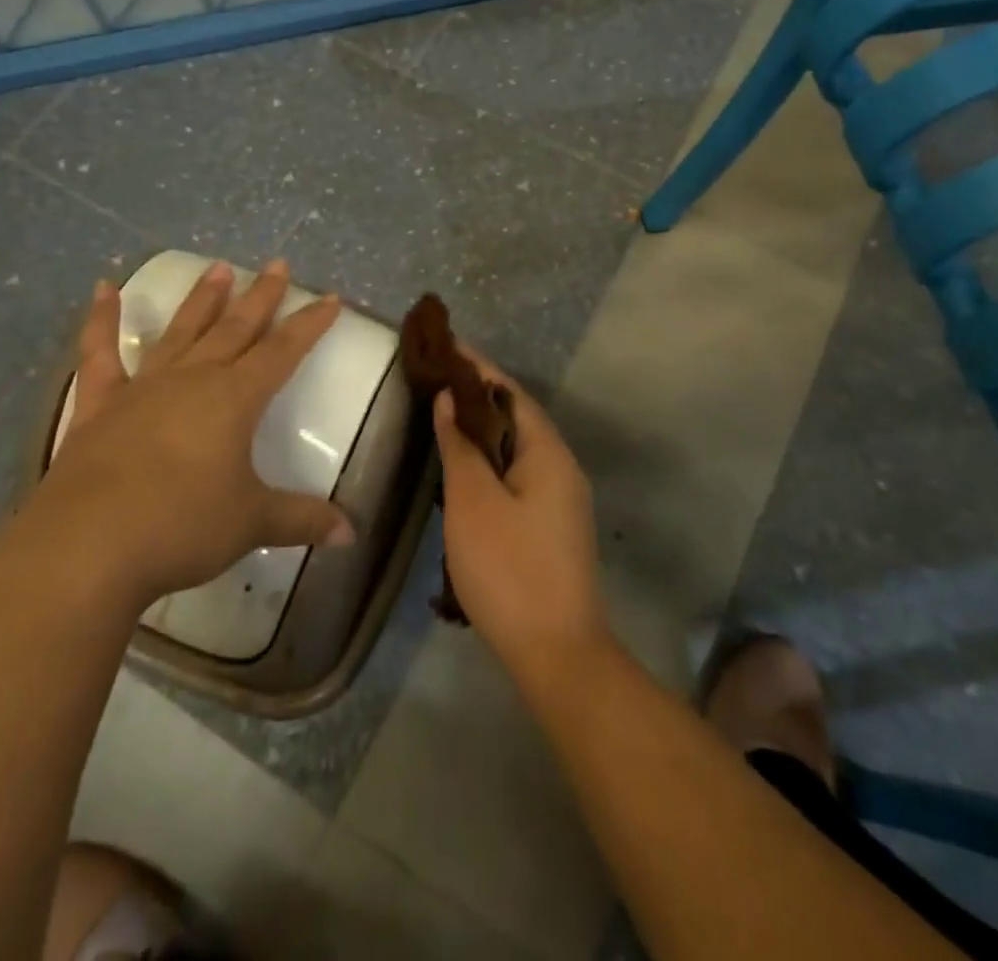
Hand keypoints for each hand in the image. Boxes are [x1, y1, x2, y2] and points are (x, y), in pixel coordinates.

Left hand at [29, 258, 354, 606]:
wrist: (85, 549)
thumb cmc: (181, 527)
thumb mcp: (251, 524)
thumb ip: (302, 519)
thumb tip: (351, 533)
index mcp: (235, 399)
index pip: (283, 351)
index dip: (309, 324)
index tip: (329, 297)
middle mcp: (193, 380)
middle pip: (235, 328)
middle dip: (261, 296)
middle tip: (277, 264)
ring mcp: (143, 389)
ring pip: (181, 332)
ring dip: (201, 299)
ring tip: (218, 267)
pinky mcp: (98, 407)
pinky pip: (100, 355)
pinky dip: (101, 320)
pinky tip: (102, 288)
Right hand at [436, 353, 607, 676]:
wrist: (557, 652)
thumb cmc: (509, 568)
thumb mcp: (472, 501)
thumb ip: (459, 445)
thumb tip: (448, 399)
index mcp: (548, 452)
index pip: (509, 391)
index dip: (477, 366)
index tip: (445, 345)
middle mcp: (562, 467)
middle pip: (516, 416)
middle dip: (477, 394)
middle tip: (436, 378)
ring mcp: (561, 498)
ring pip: (516, 447)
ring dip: (482, 428)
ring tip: (443, 414)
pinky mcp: (552, 525)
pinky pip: (518, 473)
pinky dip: (490, 459)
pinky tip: (464, 468)